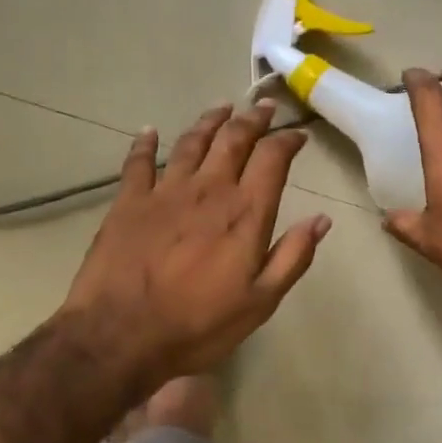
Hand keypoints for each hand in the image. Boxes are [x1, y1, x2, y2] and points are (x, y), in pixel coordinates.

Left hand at [60, 101, 330, 386]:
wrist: (120, 335)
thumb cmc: (198, 325)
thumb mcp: (260, 302)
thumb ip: (293, 257)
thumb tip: (321, 220)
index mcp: (244, 214)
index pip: (272, 159)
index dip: (287, 141)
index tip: (298, 135)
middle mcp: (208, 190)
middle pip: (233, 140)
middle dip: (253, 119)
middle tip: (264, 107)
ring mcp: (165, 192)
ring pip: (191, 142)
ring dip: (210, 122)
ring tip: (223, 108)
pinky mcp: (128, 201)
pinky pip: (138, 162)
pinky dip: (146, 143)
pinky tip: (150, 131)